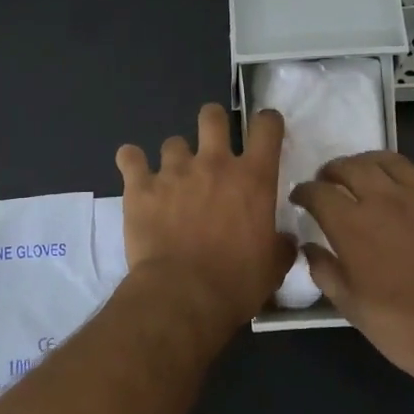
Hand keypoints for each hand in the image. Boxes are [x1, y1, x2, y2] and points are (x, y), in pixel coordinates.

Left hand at [116, 103, 297, 328]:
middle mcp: (214, 163)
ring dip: (175, 157)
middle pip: (212, 116)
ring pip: (173, 142)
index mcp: (253, 178)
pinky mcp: (140, 187)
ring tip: (173, 179)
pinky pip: (129, 157)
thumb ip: (280, 245)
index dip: (267, 123)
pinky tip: (135, 173)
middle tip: (212, 145)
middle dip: (213, 123)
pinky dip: (132, 162)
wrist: (183, 296)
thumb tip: (284, 241)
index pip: (266, 126)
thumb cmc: (236, 283)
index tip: (264, 132)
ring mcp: (174, 171)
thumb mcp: (273, 268)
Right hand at [290, 103, 413, 387]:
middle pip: (351, 168)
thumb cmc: (407, 330)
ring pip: (389, 159)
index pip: (318, 193)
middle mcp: (385, 199)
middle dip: (334, 171)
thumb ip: (324, 271)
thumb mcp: (352, 309)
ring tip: (363, 168)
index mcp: (353, 227)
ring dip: (369, 160)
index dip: (305, 192)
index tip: (301, 198)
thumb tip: (307, 244)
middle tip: (330, 182)